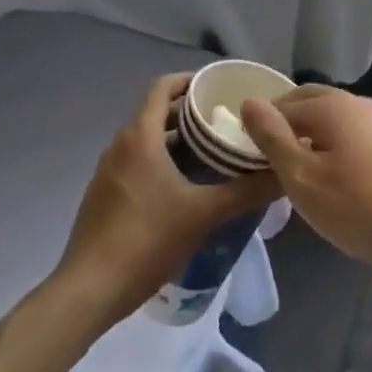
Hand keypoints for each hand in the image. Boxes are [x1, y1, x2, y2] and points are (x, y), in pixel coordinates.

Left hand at [56, 74, 279, 325]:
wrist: (88, 291)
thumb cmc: (146, 240)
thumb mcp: (203, 214)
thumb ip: (245, 191)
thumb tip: (283, 174)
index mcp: (140, 137)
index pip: (162, 87)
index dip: (189, 80)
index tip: (218, 86)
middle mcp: (120, 145)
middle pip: (157, 113)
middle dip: (190, 114)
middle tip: (226, 122)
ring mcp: (108, 172)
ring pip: (148, 141)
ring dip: (177, 141)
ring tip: (213, 154)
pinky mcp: (103, 196)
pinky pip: (137, 163)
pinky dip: (162, 162)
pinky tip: (186, 188)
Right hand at [240, 87, 371, 282]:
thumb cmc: (357, 207)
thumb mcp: (302, 178)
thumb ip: (272, 138)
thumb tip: (248, 101)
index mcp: (332, 104)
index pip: (282, 105)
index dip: (261, 130)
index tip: (249, 162)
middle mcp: (357, 102)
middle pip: (309, 104)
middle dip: (285, 128)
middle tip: (268, 165)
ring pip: (331, 121)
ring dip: (309, 139)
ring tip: (296, 176)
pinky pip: (350, 136)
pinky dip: (332, 149)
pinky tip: (332, 182)